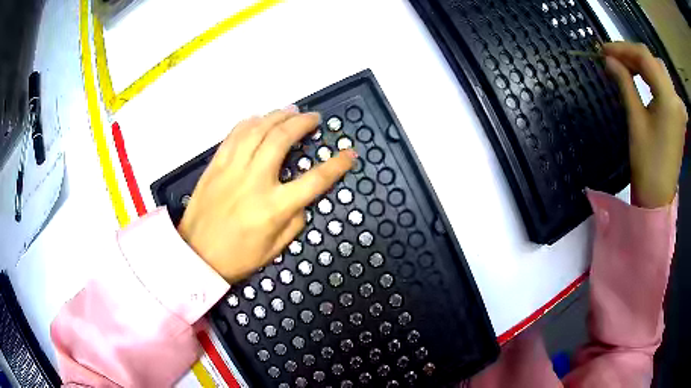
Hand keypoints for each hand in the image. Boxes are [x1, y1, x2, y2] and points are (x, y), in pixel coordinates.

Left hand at [178, 108, 355, 281]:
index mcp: (274, 207)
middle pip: (283, 139)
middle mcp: (255, 181)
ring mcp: (232, 169)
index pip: (315, 180)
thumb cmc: (237, 258)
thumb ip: (294, 221)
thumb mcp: (275, 248)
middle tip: (314, 118)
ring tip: (290, 111)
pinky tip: (259, 119)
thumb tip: (302, 199)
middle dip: (303, 123)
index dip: (337, 165)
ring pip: (258, 130)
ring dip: (277, 115)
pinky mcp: (216, 165)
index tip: (349, 153)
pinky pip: (234, 134)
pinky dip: (249, 122)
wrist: (197, 256)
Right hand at [603, 42, 687, 208]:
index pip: (645, 57)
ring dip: (643, 65)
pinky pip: (665, 85)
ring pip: (660, 70)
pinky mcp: (679, 115)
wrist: (659, 200)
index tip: (604, 50)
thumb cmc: (647, 164)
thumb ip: (624, 83)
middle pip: (653, 61)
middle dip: (633, 55)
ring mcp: (679, 107)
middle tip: (613, 58)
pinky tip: (643, 80)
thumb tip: (609, 60)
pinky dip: (653, 77)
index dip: (623, 48)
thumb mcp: (635, 120)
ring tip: (625, 67)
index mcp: (668, 98)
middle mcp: (676, 98)